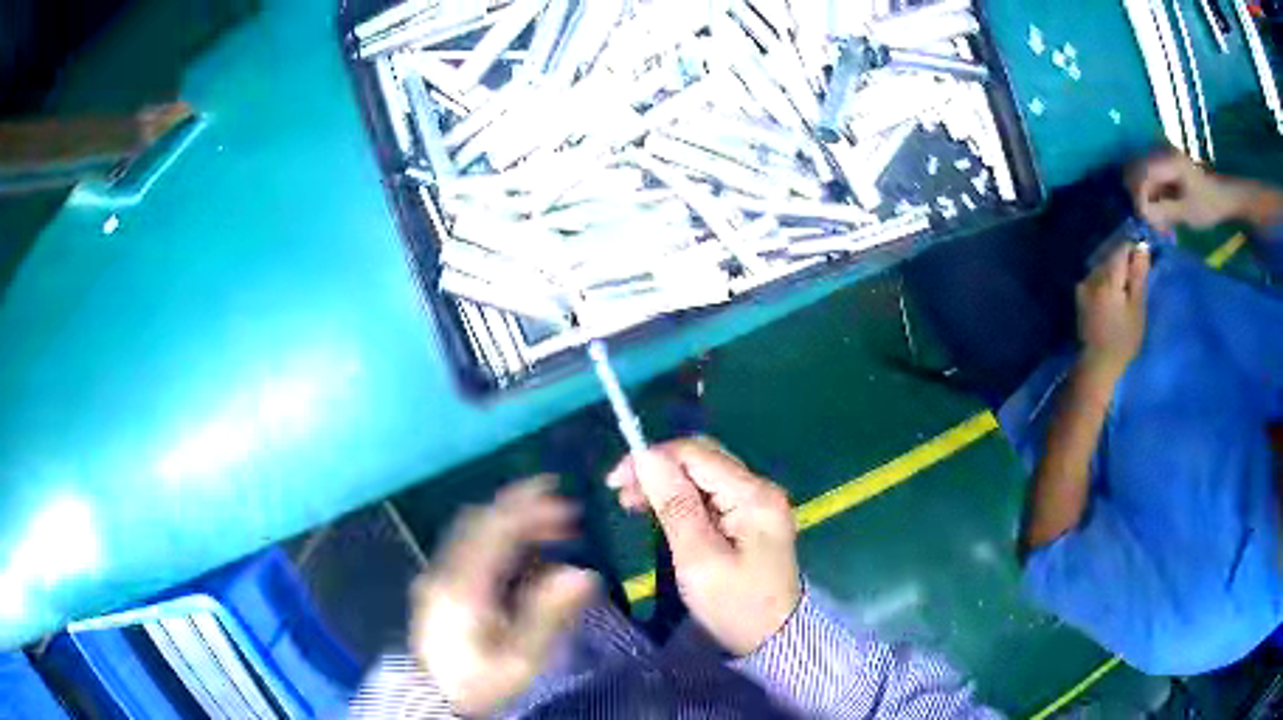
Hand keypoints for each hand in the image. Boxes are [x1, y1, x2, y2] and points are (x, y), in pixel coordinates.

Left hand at [410, 477, 596, 715]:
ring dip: (510, 521)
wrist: (434, 699)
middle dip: (522, 508)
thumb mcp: (520, 660)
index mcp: (464, 587)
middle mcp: (445, 572)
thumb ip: (548, 615)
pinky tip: (523, 556)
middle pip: (480, 521)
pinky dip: (498, 538)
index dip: (531, 510)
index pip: (495, 531)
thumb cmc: (480, 683)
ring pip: (472, 530)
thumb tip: (584, 574)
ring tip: (550, 530)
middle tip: (565, 512)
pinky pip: (468, 546)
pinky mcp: (439, 585)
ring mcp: (438, 576)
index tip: (569, 508)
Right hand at [606, 438, 800, 655]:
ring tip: (634, 504)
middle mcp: (760, 489)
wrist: (775, 640)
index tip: (615, 482)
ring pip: (705, 474)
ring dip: (667, 482)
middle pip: (703, 458)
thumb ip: (675, 505)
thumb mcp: (699, 559)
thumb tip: (648, 456)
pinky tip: (661, 512)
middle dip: (659, 468)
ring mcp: (758, 503)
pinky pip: (712, 494)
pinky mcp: (751, 519)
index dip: (653, 458)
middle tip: (622, 495)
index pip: (697, 453)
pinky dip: (682, 498)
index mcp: (753, 495)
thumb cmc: (735, 605)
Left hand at [1076, 242, 1150, 380]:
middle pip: (1111, 256)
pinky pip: (1096, 279)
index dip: (1134, 251)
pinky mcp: (1080, 296)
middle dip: (1125, 262)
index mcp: (1107, 277)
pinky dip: (1106, 282)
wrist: (1096, 365)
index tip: (1143, 264)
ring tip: (1126, 292)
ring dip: (1115, 272)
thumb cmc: (1122, 340)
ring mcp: (1083, 285)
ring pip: (1103, 266)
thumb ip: (1138, 276)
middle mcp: (1092, 275)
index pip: (1121, 249)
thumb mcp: (1137, 309)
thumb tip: (1142, 248)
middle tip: (1137, 280)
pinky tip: (1114, 299)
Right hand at [1128, 151, 1258, 231]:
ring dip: (1145, 197)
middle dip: (1140, 196)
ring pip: (1142, 174)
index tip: (1144, 218)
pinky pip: (1150, 177)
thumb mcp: (1186, 212)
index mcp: (1167, 161)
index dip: (1138, 196)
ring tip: (1157, 219)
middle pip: (1137, 171)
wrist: (1222, 196)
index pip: (1141, 174)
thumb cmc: (1208, 205)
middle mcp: (1161, 152)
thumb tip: (1141, 212)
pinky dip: (1152, 194)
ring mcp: (1162, 157)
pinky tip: (1161, 210)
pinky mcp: (1165, 164)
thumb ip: (1163, 210)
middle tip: (1150, 220)